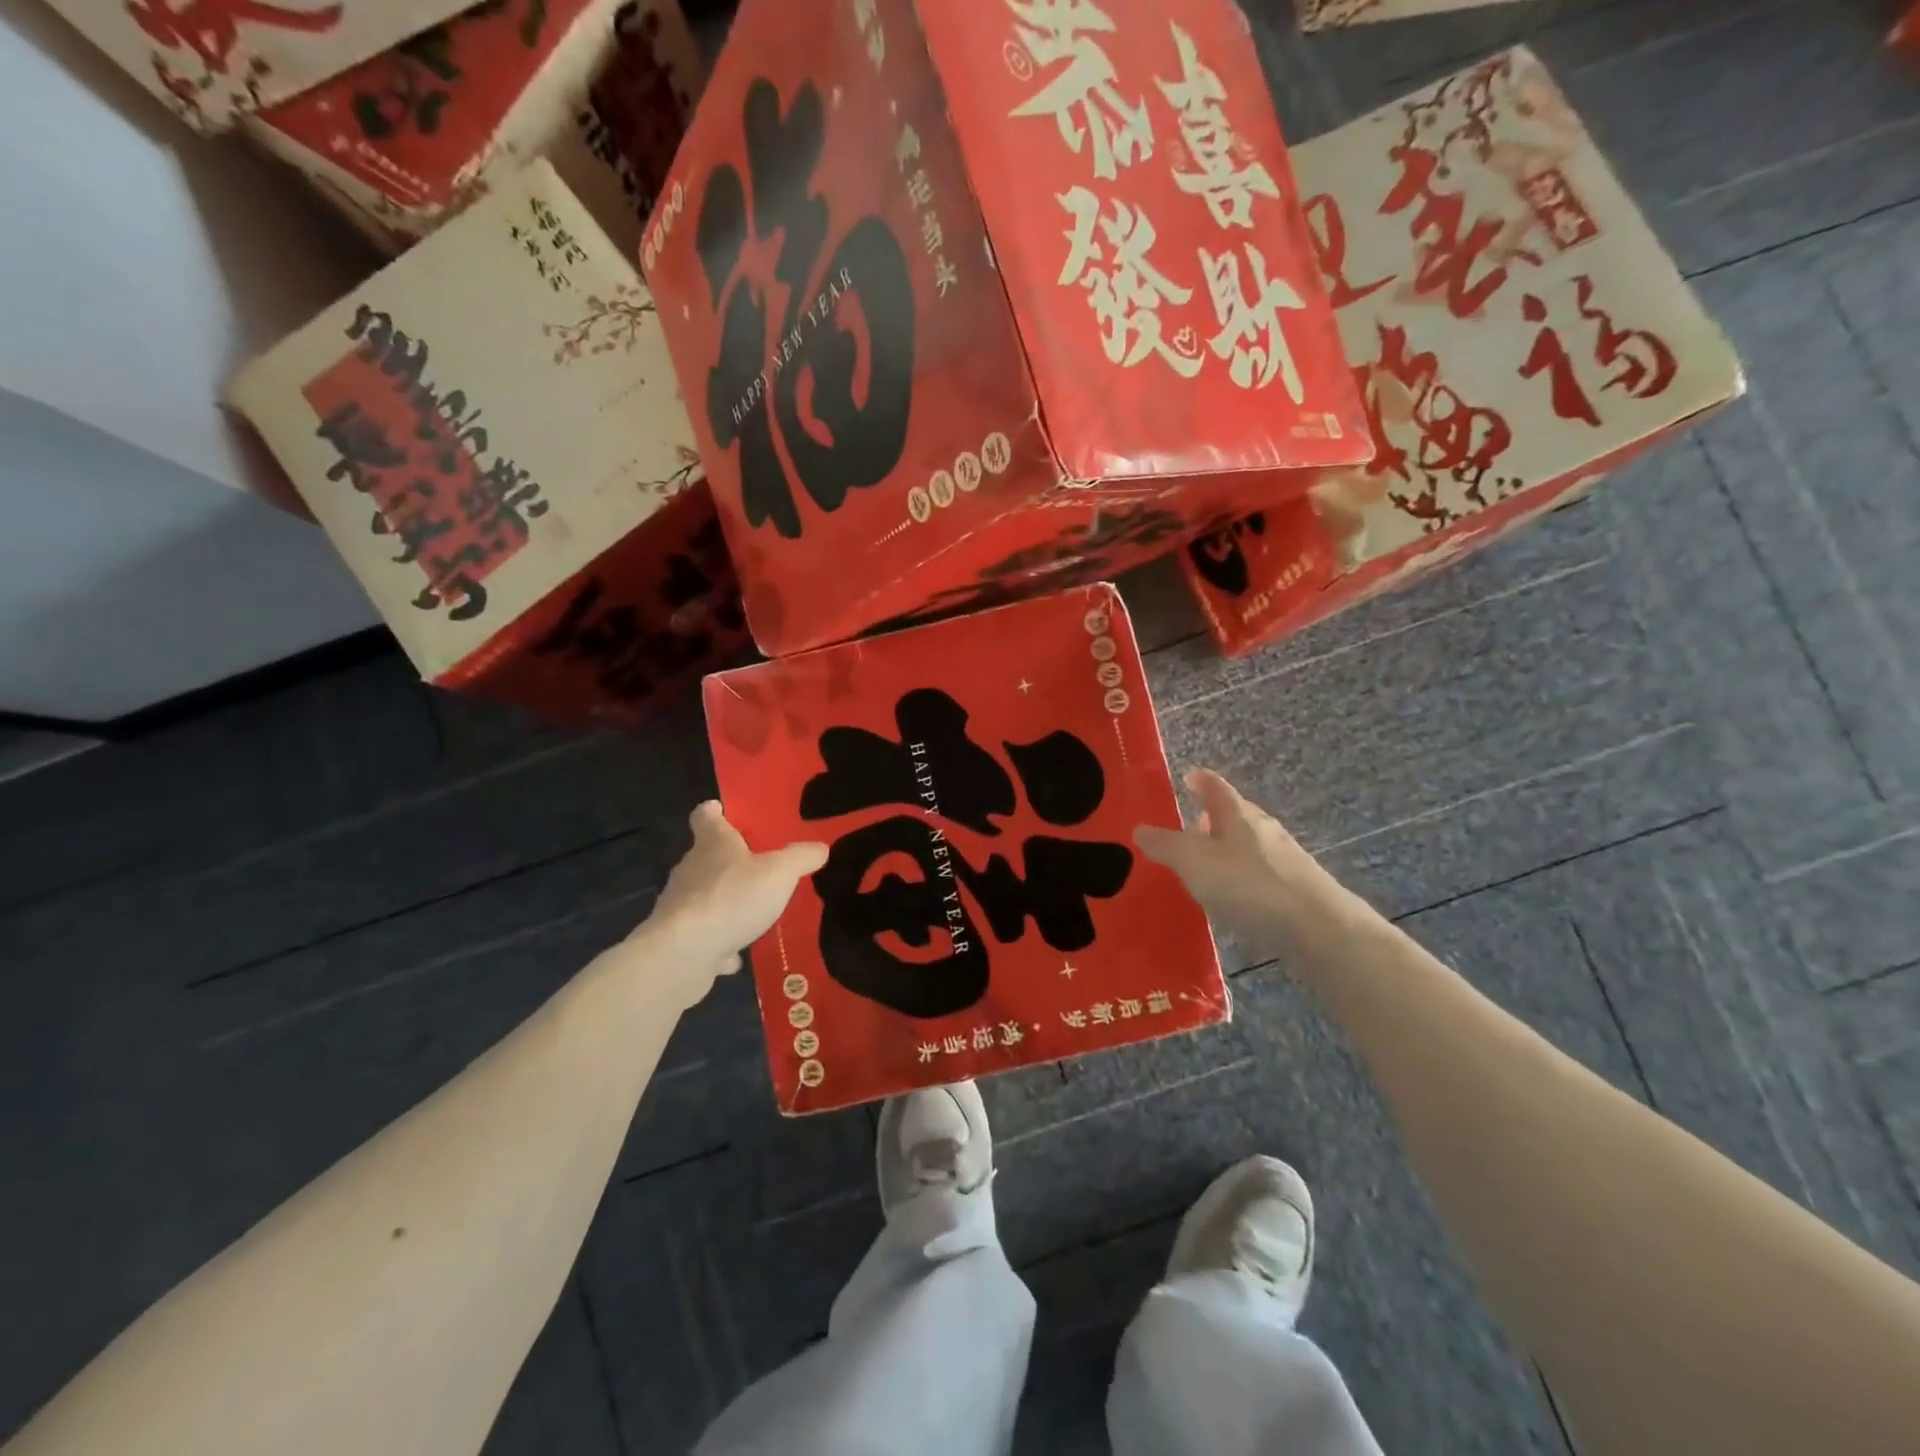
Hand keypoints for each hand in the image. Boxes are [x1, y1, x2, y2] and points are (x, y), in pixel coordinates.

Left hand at [633, 802, 826, 1004]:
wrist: (684, 953)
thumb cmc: (733, 898)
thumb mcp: (780, 872)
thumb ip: (801, 857)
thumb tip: (820, 847)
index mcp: (712, 843)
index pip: (706, 816)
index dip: (716, 812)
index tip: (723, 810)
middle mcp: (690, 868)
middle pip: (706, 856)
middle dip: (729, 860)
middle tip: (759, 866)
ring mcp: (680, 905)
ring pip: (704, 896)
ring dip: (725, 902)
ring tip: (753, 912)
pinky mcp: (677, 939)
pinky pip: (703, 934)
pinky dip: (719, 940)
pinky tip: (737, 953)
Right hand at [1134, 769, 1345, 946]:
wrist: (1317, 928)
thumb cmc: (1249, 884)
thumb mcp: (1194, 862)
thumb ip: (1165, 845)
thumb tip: (1139, 828)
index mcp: (1238, 814)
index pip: (1216, 787)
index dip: (1201, 780)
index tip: (1189, 775)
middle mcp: (1263, 830)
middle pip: (1235, 815)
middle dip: (1212, 816)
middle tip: (1190, 822)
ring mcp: (1283, 860)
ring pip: (1248, 845)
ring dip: (1226, 848)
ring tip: (1204, 862)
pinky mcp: (1295, 891)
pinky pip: (1258, 874)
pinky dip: (1240, 876)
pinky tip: (1231, 896)